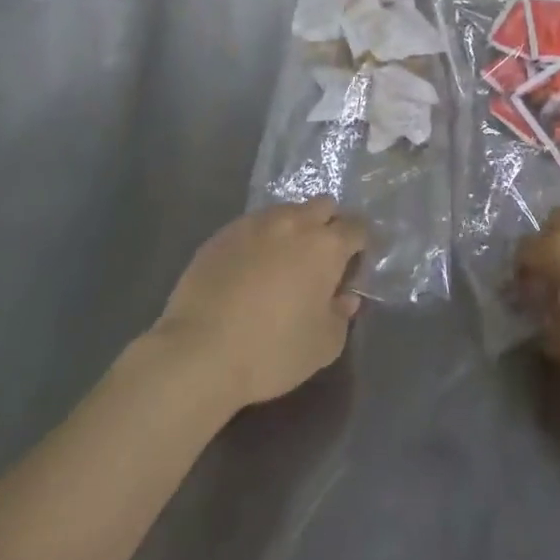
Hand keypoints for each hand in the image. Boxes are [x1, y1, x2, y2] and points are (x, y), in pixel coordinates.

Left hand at [153, 199, 365, 409]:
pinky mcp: (223, 234)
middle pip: (324, 206)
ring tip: (281, 264)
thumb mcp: (323, 346)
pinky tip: (248, 271)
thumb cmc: (271, 351)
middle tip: (319, 260)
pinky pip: (253, 226)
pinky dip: (260, 241)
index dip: (361, 245)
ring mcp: (256, 224)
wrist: (198, 353)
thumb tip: (344, 297)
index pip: (358, 227)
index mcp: (326, 245)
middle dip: (328, 225)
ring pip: (287, 212)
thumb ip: (342, 316)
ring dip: (293, 229)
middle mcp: (295, 222)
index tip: (353, 268)